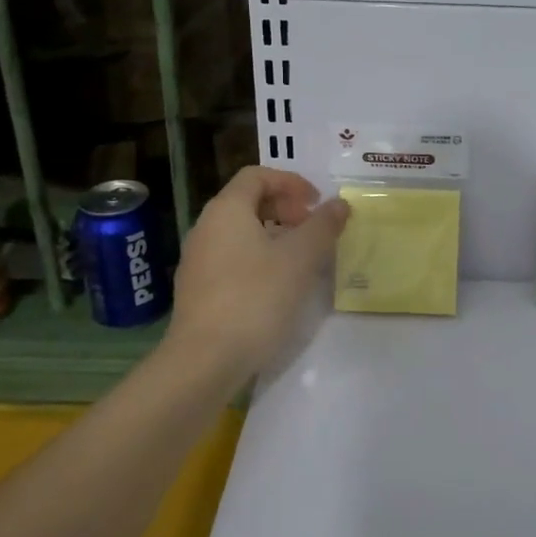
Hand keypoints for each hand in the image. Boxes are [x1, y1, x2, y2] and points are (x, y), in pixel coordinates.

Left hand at [163, 167, 348, 381]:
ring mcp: (198, 260)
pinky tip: (278, 287)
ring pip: (240, 232)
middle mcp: (206, 227)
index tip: (316, 203)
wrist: (204, 361)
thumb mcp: (300, 258)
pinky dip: (258, 258)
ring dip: (274, 235)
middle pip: (247, 201)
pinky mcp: (197, 290)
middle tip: (312, 230)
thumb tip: (339, 203)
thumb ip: (322, 226)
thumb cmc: (255, 298)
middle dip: (284, 209)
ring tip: (301, 259)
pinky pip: (232, 258)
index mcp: (227, 210)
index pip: (257, 175)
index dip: (291, 182)